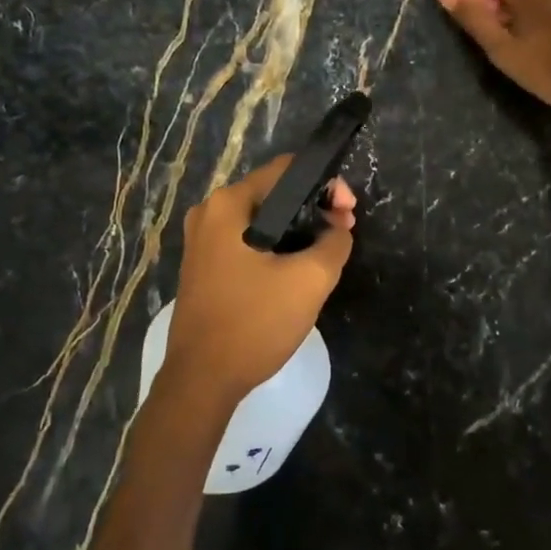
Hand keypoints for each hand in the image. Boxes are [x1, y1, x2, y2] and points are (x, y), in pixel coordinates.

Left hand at [162, 155, 356, 404]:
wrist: (202, 380)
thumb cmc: (254, 323)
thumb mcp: (310, 280)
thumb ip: (334, 242)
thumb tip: (337, 228)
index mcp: (228, 204)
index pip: (286, 169)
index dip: (325, 184)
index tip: (348, 212)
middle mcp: (209, 213)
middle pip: (274, 194)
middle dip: (313, 209)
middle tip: (342, 234)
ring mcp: (201, 241)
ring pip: (262, 221)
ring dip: (297, 231)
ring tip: (325, 255)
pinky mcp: (203, 267)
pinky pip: (247, 243)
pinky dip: (275, 249)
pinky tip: (295, 272)